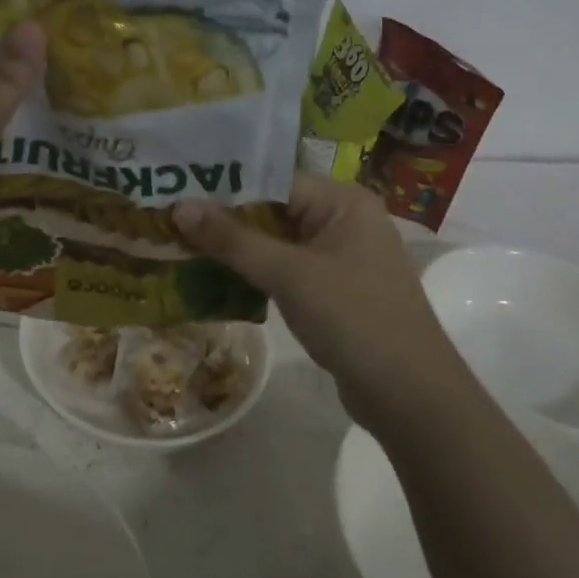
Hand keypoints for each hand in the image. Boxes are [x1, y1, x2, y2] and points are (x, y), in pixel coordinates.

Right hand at [174, 175, 456, 426]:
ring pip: (277, 243)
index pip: (272, 181)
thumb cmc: (353, 318)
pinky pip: (287, 269)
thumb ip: (233, 240)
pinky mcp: (334, 290)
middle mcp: (344, 219)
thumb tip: (179, 207)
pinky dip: (256, 273)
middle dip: (224, 220)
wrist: (410, 395)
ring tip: (181, 246)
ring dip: (236, 249)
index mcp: (343, 201)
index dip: (223, 189)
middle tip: (168, 221)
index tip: (175, 194)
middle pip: (273, 210)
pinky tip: (216, 278)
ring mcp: (341, 257)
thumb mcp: (288, 274)